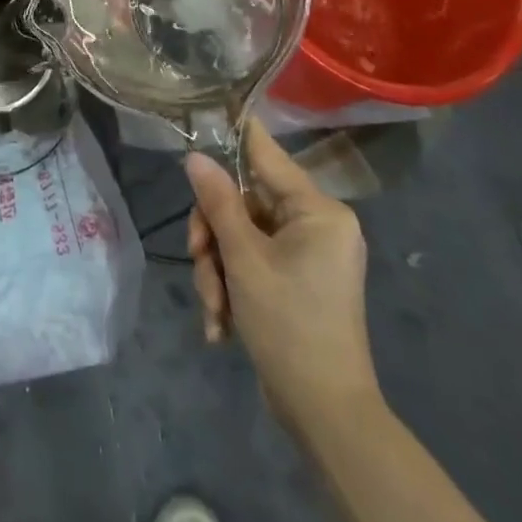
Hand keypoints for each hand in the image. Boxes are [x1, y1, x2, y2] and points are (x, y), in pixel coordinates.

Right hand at [185, 118, 379, 424]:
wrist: (326, 415)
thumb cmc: (289, 324)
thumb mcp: (244, 259)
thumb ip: (218, 202)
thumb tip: (196, 156)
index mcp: (318, 211)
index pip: (267, 155)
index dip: (237, 133)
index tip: (210, 106)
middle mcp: (317, 225)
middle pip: (244, 203)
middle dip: (215, 237)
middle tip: (199, 262)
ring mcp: (308, 255)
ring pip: (242, 237)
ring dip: (218, 270)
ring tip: (214, 308)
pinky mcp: (298, 282)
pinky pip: (253, 264)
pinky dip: (233, 288)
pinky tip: (222, 325)